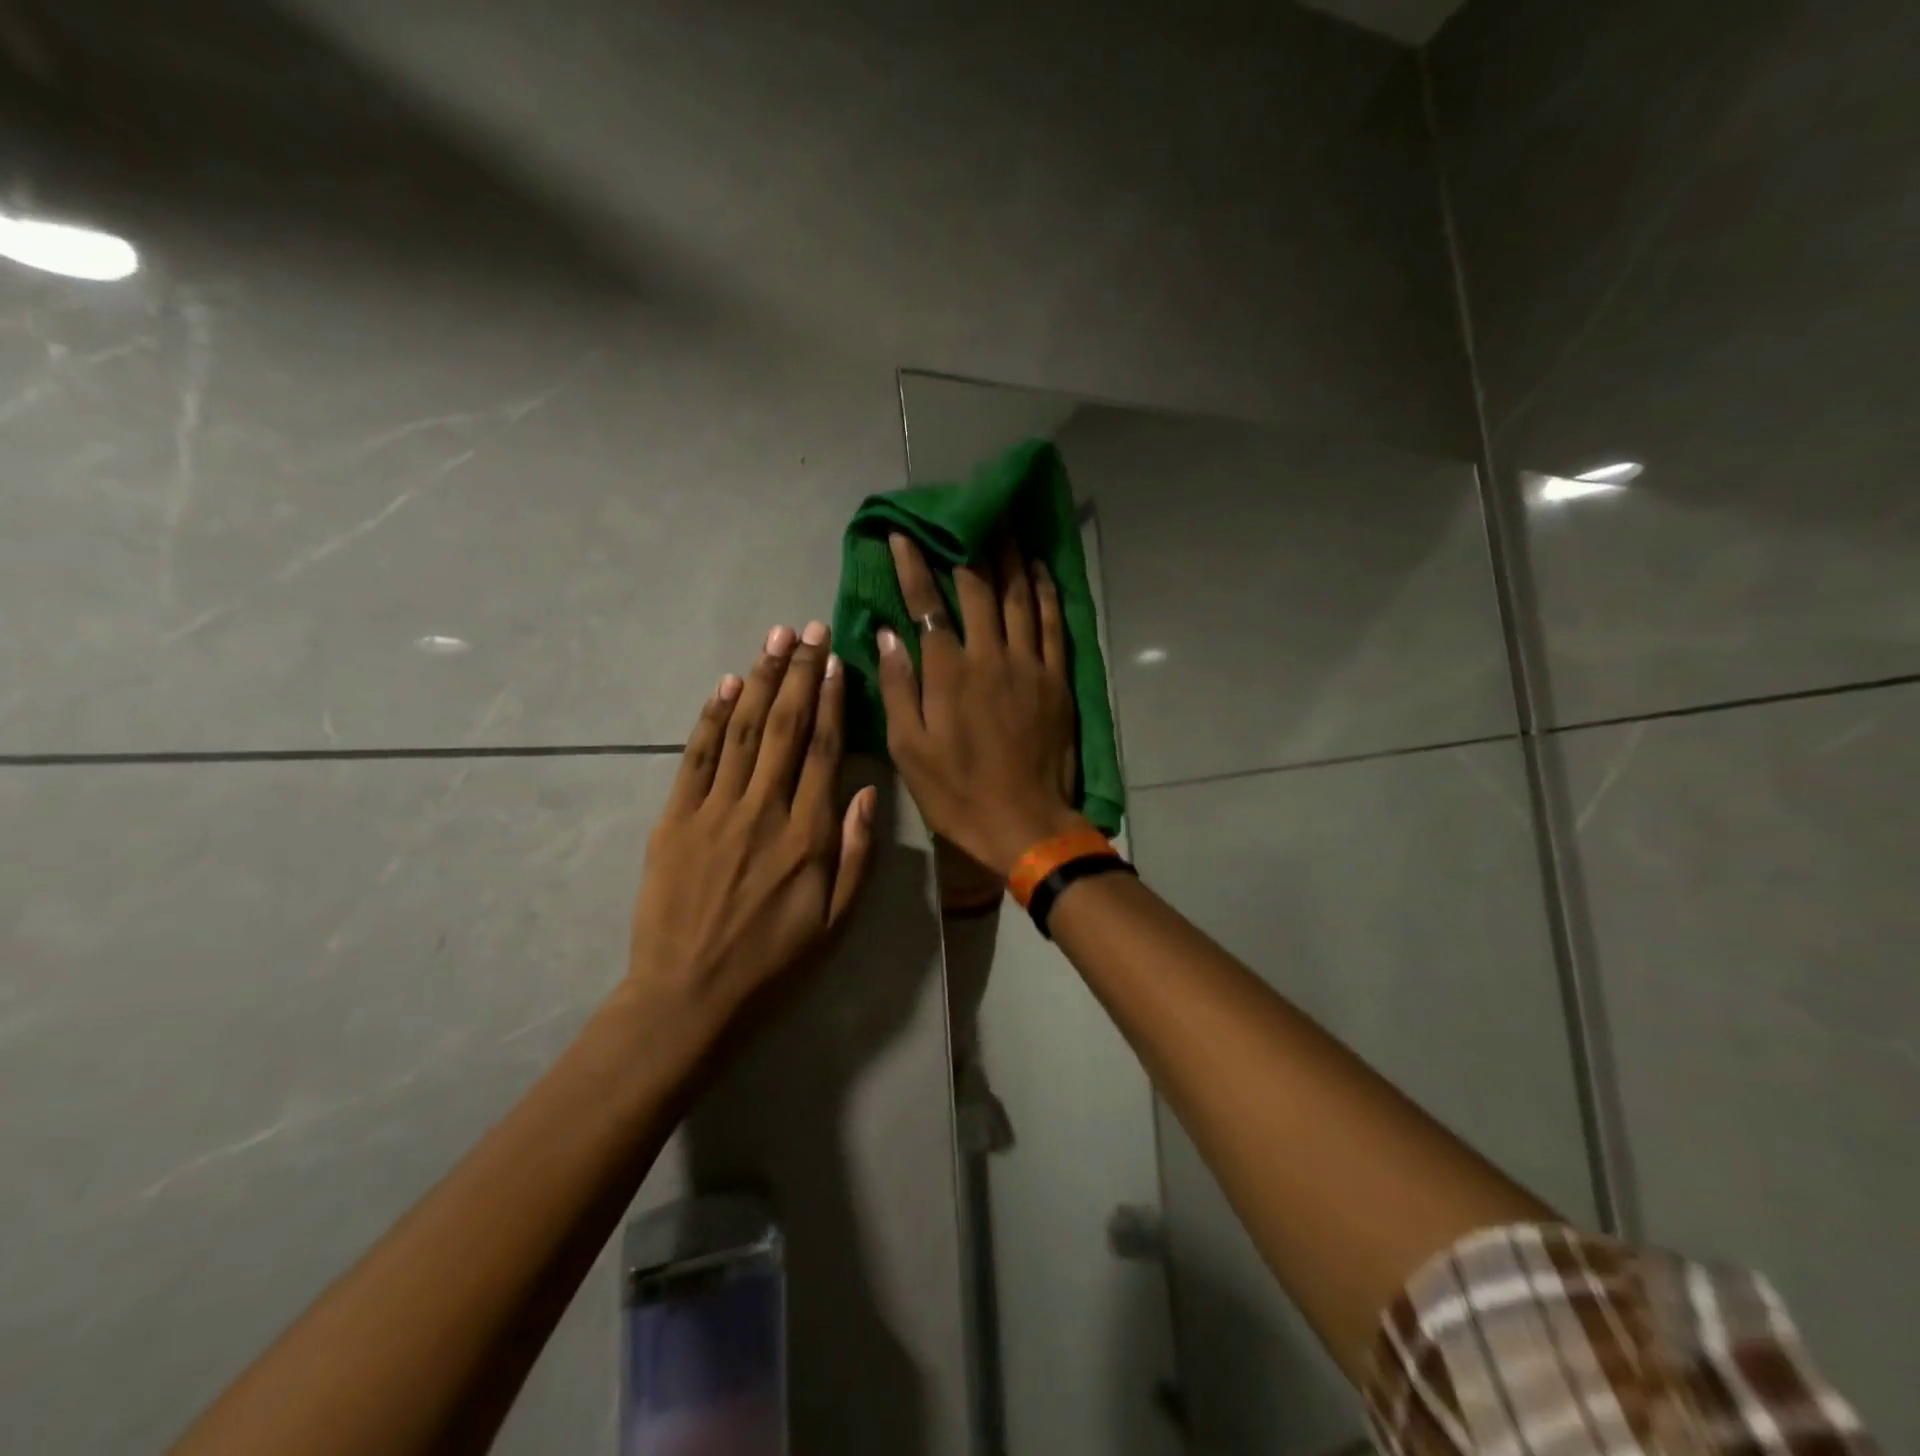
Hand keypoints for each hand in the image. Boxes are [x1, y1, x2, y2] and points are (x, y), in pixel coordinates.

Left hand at [627, 622, 877, 1051]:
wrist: (688, 996)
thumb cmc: (773, 962)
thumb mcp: (836, 922)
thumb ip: (857, 853)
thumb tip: (867, 789)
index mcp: (807, 835)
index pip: (823, 750)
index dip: (831, 700)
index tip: (836, 661)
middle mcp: (763, 810)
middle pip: (784, 726)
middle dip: (798, 672)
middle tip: (808, 630)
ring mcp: (714, 810)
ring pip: (743, 730)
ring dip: (759, 680)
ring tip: (774, 640)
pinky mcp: (675, 819)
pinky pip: (696, 757)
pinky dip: (712, 717)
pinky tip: (726, 686)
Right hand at [878, 534, 1085, 877]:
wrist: (1024, 822)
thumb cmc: (957, 792)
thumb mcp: (909, 749)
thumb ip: (898, 687)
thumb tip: (887, 634)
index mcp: (948, 673)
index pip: (927, 605)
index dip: (912, 566)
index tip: (902, 535)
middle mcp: (990, 656)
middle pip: (978, 588)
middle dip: (965, 547)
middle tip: (961, 514)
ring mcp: (1028, 665)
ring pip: (1019, 597)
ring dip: (1008, 557)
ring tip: (1003, 522)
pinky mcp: (1056, 679)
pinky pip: (1052, 624)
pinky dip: (1046, 592)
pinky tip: (1038, 569)